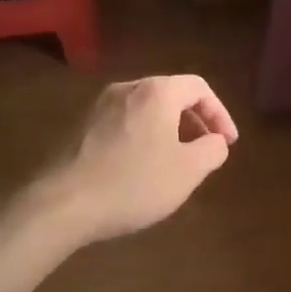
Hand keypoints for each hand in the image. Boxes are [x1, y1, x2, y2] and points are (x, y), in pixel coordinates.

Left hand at [34, 75, 238, 246]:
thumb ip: (213, 149)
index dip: (220, 114)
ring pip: (146, 110)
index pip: (199, 88)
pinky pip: (124, 124)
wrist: (63, 203)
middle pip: (171, 95)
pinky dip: (144, 138)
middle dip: (195, 122)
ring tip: (176, 162)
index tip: (227, 143)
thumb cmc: (134, 182)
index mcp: (156, 92)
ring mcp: (99, 106)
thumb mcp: (189, 170)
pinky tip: (142, 169)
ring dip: (169, 131)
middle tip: (205, 151)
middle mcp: (127, 88)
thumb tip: (215, 140)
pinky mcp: (81, 127)